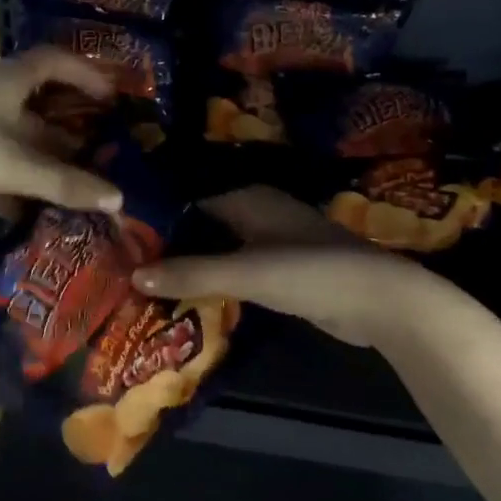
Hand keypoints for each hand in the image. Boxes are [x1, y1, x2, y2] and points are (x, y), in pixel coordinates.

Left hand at [0, 47, 125, 213]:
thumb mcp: (15, 165)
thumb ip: (66, 183)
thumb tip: (119, 199)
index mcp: (10, 79)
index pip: (57, 61)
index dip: (89, 75)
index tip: (114, 99)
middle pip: (39, 101)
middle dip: (71, 125)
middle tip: (100, 149)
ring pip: (14, 132)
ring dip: (41, 156)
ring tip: (69, 184)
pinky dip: (10, 179)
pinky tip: (21, 210)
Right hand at [133, 186, 443, 347]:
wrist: (378, 301)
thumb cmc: (309, 272)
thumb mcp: (245, 272)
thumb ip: (191, 273)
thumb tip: (134, 275)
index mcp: (248, 199)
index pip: (189, 203)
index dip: (158, 222)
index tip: (122, 242)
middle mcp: (258, 214)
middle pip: (203, 228)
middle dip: (172, 247)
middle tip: (128, 269)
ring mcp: (273, 243)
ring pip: (221, 251)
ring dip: (193, 267)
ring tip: (148, 287)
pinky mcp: (283, 272)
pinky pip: (238, 272)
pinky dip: (216, 283)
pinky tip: (190, 301)